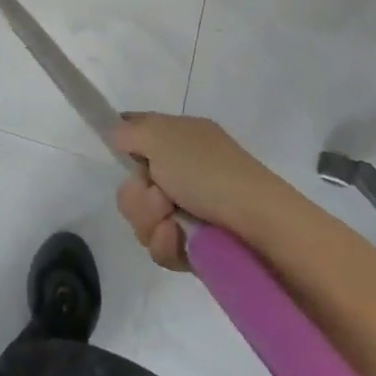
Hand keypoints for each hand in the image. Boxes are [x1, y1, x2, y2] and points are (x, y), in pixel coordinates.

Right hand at [113, 112, 267, 270]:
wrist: (260, 227)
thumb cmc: (209, 172)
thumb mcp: (161, 136)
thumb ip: (129, 131)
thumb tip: (116, 134)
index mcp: (179, 137)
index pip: (137, 131)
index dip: (121, 142)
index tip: (115, 153)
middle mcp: (181, 170)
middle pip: (132, 183)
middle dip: (137, 195)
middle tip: (159, 196)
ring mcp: (187, 208)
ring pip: (142, 217)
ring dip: (150, 220)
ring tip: (173, 223)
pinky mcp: (192, 244)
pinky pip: (159, 244)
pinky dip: (166, 243)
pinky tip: (180, 240)